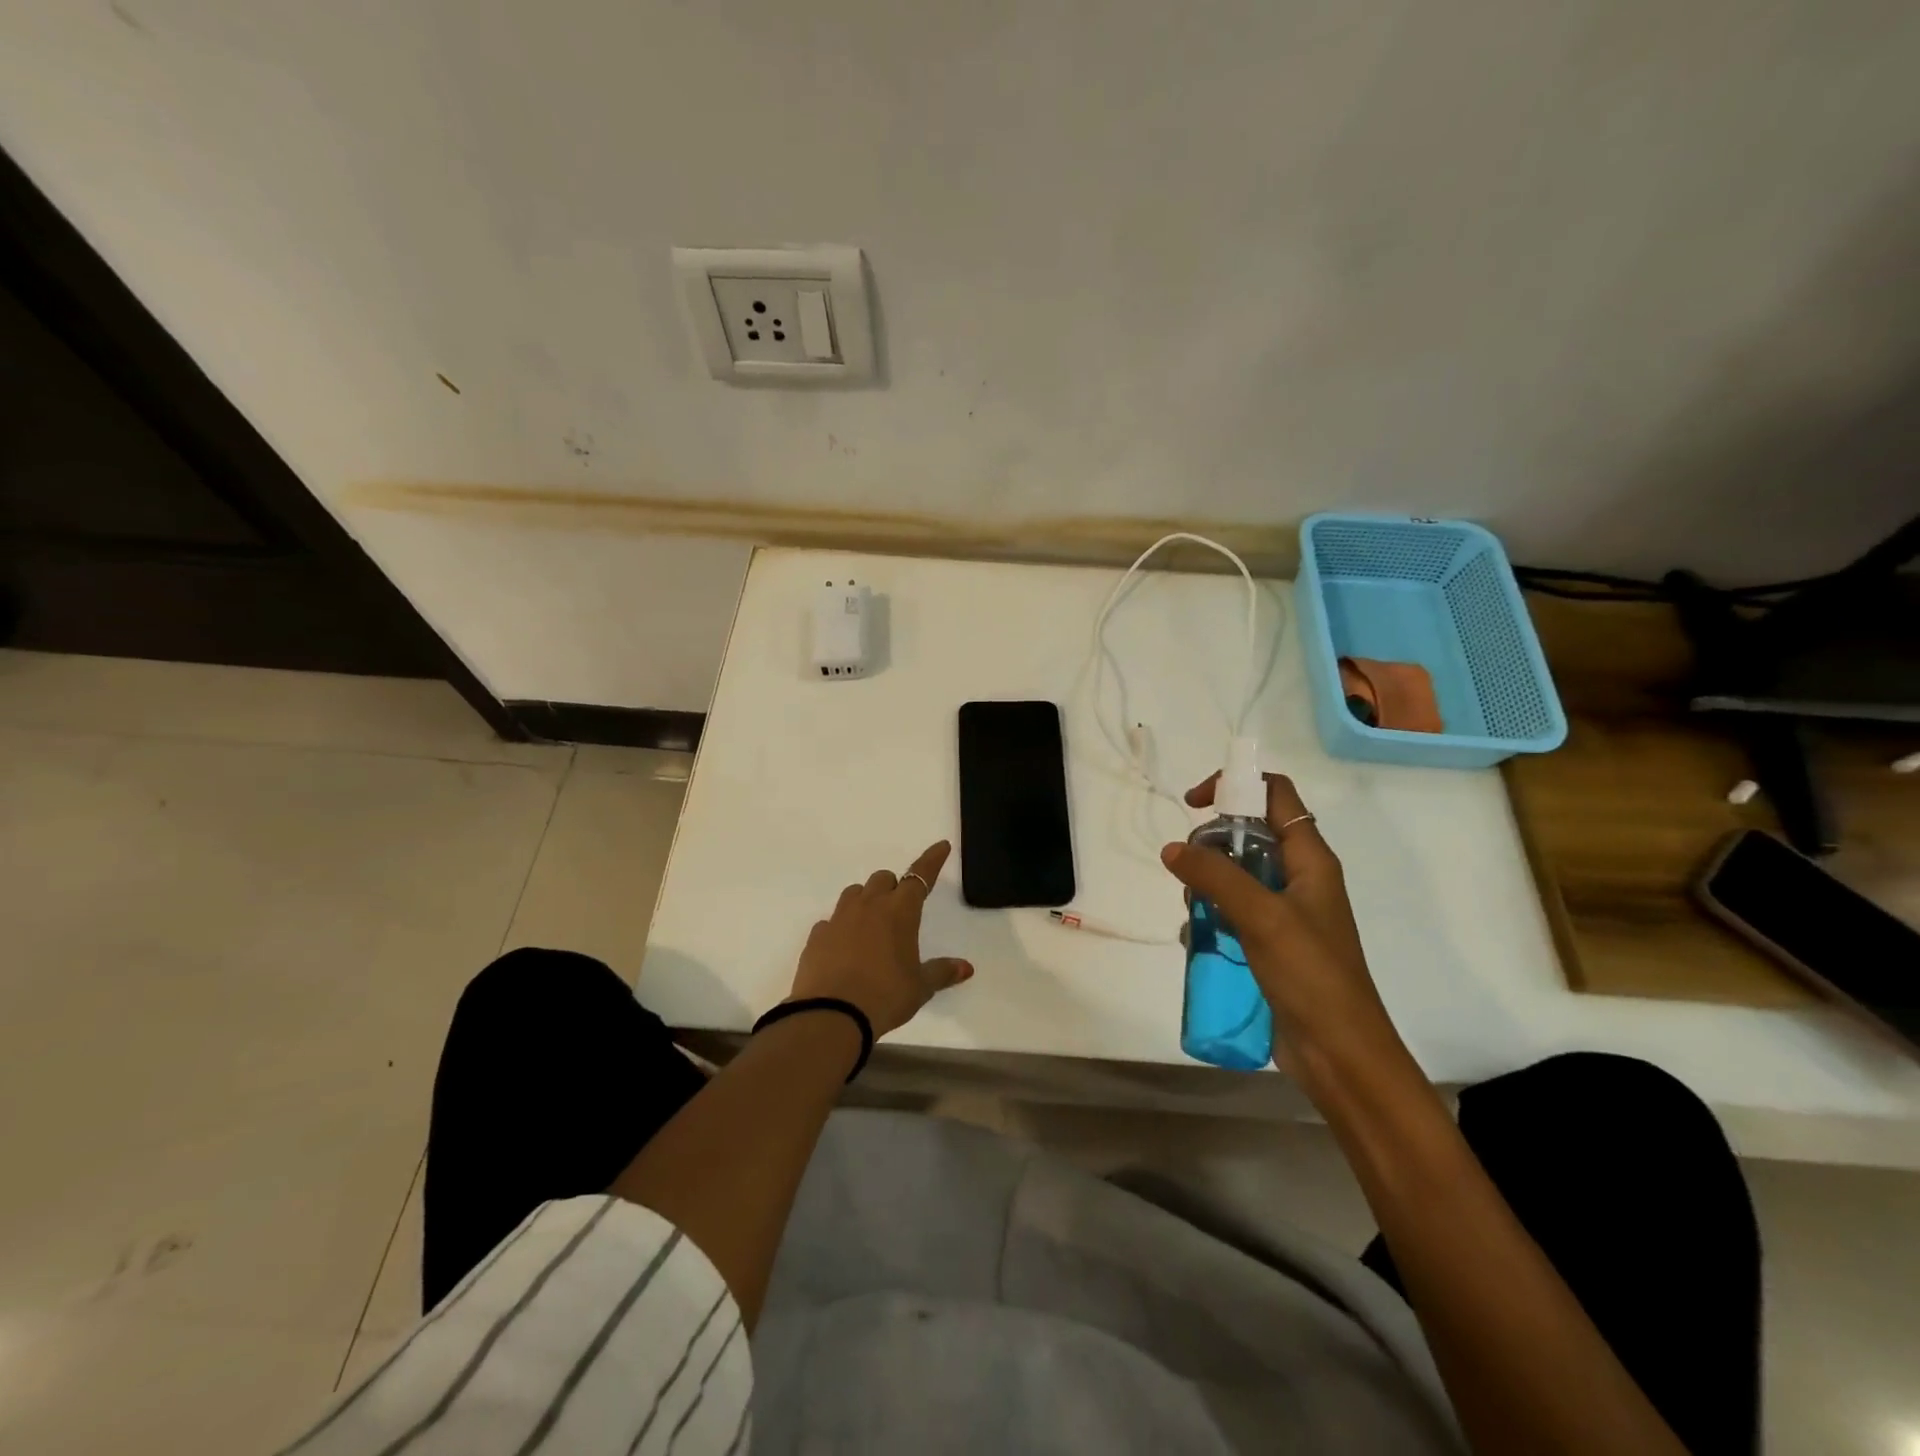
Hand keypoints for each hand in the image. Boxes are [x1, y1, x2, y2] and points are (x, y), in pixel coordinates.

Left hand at [789, 840, 972, 1038]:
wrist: (831, 1015)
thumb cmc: (886, 996)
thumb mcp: (920, 987)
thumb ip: (942, 972)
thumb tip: (966, 967)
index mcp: (900, 911)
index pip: (920, 876)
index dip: (932, 860)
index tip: (941, 846)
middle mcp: (869, 906)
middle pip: (883, 879)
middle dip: (894, 887)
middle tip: (900, 909)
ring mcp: (839, 919)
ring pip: (854, 893)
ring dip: (866, 900)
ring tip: (871, 924)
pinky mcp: (817, 936)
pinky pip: (831, 921)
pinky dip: (840, 927)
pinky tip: (844, 947)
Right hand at [1160, 774, 1412, 1098]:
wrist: (1340, 1054)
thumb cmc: (1311, 975)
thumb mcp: (1261, 916)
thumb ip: (1215, 876)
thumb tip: (1172, 849)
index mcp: (1311, 859)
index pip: (1276, 795)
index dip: (1236, 786)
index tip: (1195, 805)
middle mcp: (1300, 878)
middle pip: (1249, 834)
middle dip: (1212, 843)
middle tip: (1190, 870)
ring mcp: (1285, 912)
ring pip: (1236, 875)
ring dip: (1207, 884)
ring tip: (1194, 911)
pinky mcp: (1271, 943)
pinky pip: (1233, 912)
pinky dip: (1211, 916)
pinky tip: (1197, 938)